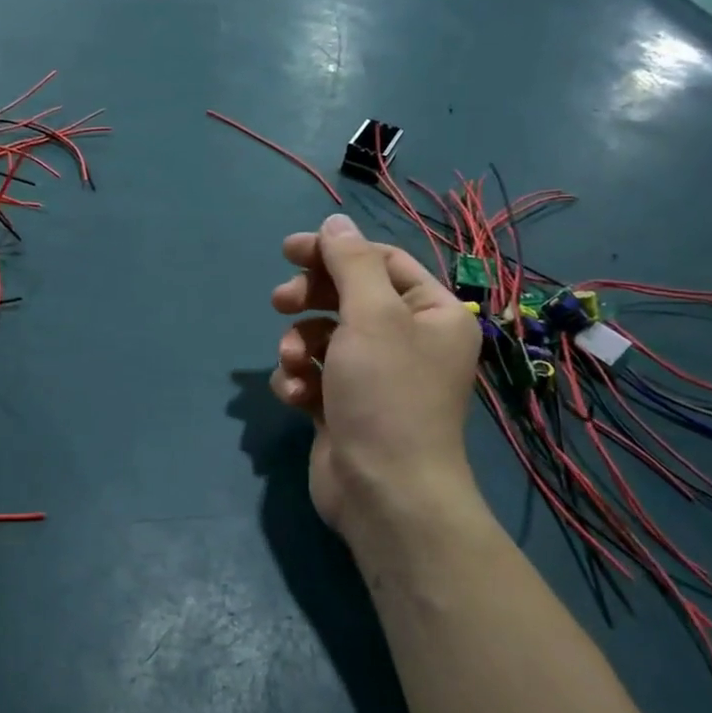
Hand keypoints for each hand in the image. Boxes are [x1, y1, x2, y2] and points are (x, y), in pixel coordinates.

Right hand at [269, 214, 481, 540]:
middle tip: (279, 302)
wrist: (384, 492)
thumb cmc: (387, 394)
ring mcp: (374, 377)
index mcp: (432, 313)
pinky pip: (314, 375)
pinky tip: (295, 397)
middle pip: (348, 297)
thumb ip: (350, 262)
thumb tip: (335, 220)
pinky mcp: (344, 407)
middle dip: (309, 299)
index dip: (334, 251)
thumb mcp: (371, 316)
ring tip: (294, 365)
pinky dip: (298, 381)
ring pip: (323, 337)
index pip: (381, 262)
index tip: (290, 250)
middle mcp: (408, 341)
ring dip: (299, 346)